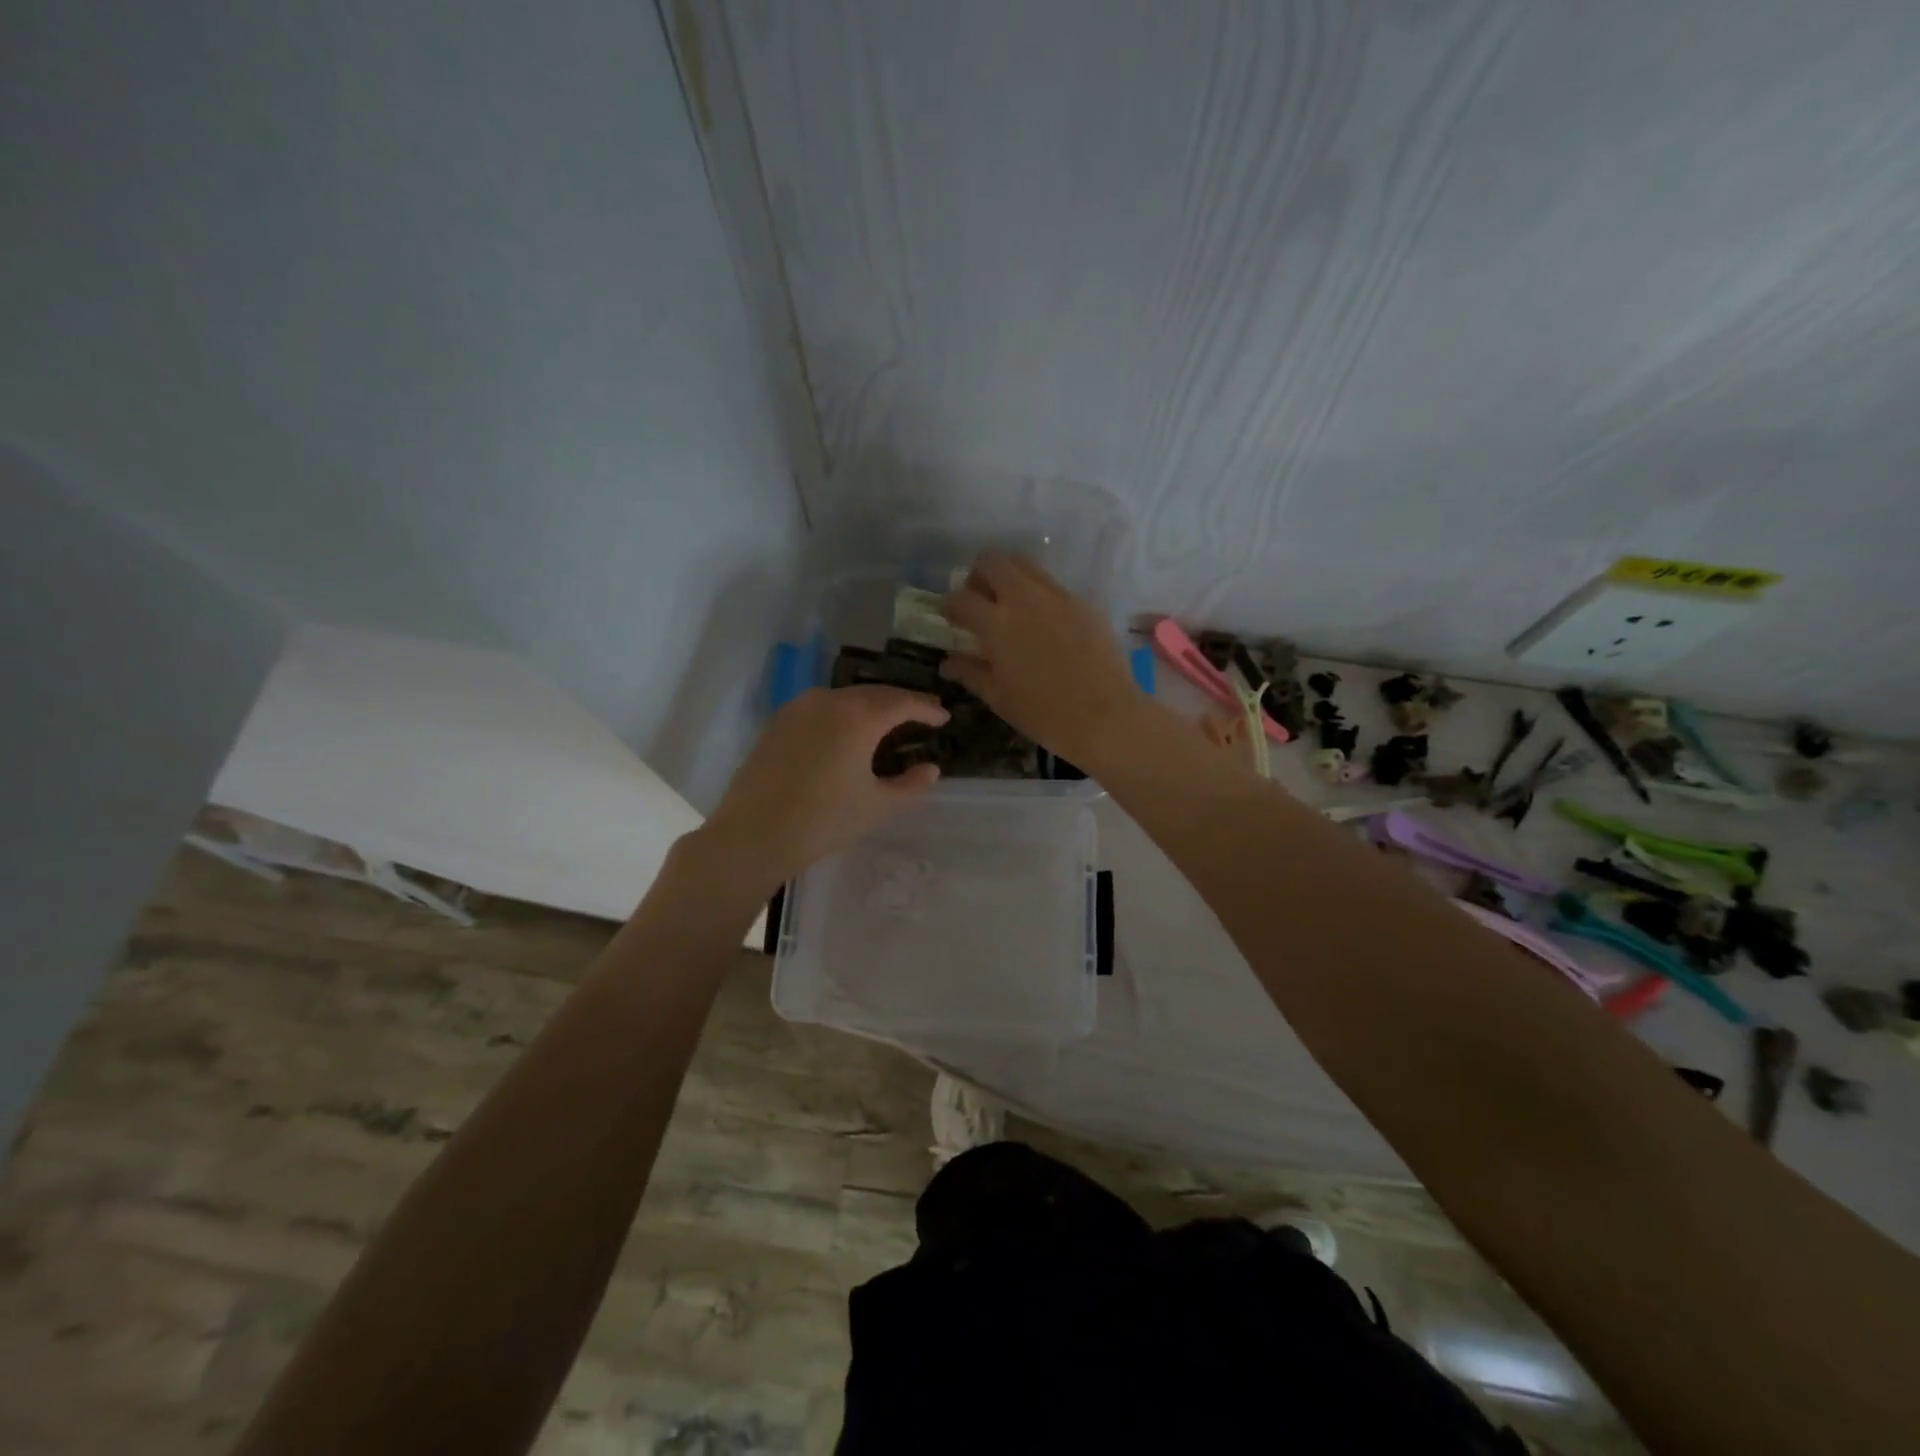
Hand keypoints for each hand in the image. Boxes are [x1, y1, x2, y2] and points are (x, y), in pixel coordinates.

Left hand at [694, 686, 948, 891]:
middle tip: (922, 714)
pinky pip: (821, 707)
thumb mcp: (877, 806)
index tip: (943, 717)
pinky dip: (843, 713)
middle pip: (874, 693)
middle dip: (900, 702)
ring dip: (871, 705)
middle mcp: (828, 701)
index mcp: (858, 717)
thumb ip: (910, 785)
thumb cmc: (823, 820)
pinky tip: (848, 731)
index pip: (902, 702)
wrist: (753, 834)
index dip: (926, 709)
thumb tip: (930, 769)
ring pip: (845, 698)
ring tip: (888, 721)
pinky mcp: (778, 722)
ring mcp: (799, 708)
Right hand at [939, 553, 1146, 765]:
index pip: (960, 598)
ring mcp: (1057, 596)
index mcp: (996, 623)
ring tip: (1009, 607)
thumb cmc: (1044, 713)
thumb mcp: (999, 697)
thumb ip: (971, 672)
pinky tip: (1042, 623)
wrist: (1105, 716)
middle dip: (979, 576)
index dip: (950, 606)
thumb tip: (948, 662)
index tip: (951, 618)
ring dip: (1009, 578)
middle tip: (979, 601)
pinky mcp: (1083, 602)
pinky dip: (1037, 594)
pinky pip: (1052, 585)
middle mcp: (1024, 598)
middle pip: (993, 562)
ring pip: (1025, 565)